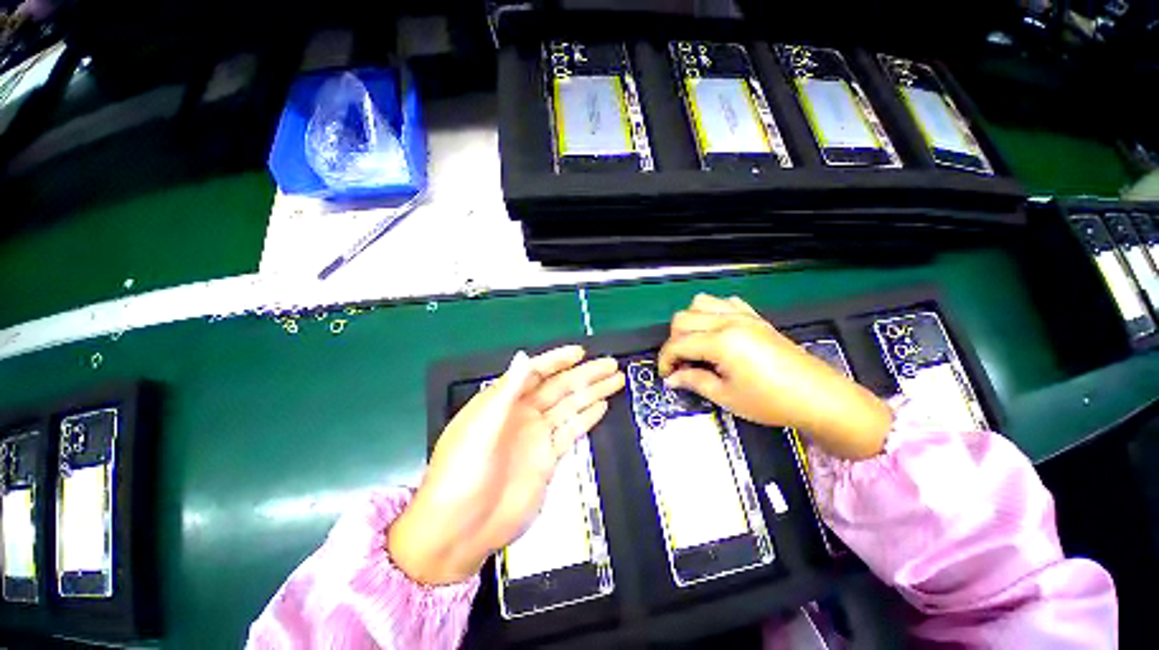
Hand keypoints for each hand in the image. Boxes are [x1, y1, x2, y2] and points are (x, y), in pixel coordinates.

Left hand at [388, 346, 624, 585]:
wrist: (461, 531)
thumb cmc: (462, 474)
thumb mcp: (481, 429)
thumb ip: (506, 392)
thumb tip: (523, 357)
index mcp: (503, 401)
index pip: (535, 373)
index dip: (558, 361)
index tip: (580, 352)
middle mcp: (522, 414)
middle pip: (559, 387)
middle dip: (585, 374)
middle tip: (610, 364)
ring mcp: (537, 436)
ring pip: (570, 407)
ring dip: (592, 393)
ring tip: (615, 380)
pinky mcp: (547, 458)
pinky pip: (571, 431)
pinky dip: (587, 418)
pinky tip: (601, 406)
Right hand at [658, 295, 890, 459]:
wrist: (819, 397)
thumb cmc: (771, 402)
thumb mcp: (726, 397)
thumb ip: (693, 381)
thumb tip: (672, 378)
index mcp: (721, 342)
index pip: (677, 343)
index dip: (665, 360)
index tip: (666, 375)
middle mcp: (728, 321)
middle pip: (683, 319)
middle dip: (673, 341)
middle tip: (681, 364)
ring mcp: (743, 315)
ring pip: (700, 303)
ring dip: (690, 322)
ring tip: (695, 345)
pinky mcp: (755, 317)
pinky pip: (725, 302)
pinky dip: (712, 312)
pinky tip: (717, 331)